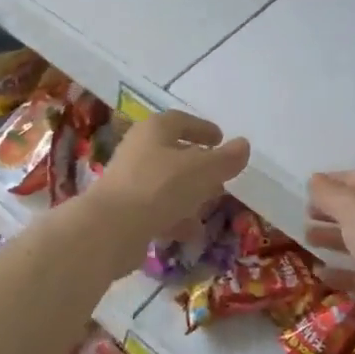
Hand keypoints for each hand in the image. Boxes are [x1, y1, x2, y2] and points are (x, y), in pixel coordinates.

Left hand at [89, 111, 250, 258]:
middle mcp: (138, 150)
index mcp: (154, 130)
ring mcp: (128, 181)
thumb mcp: (202, 170)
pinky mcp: (124, 211)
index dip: (202, 128)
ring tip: (208, 207)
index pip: (180, 120)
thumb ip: (225, 159)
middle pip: (172, 152)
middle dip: (198, 165)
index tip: (220, 138)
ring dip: (188, 194)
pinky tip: (190, 233)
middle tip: (219, 176)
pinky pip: (155, 209)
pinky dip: (174, 217)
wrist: (110, 229)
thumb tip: (243, 145)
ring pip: (165, 183)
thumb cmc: (159, 187)